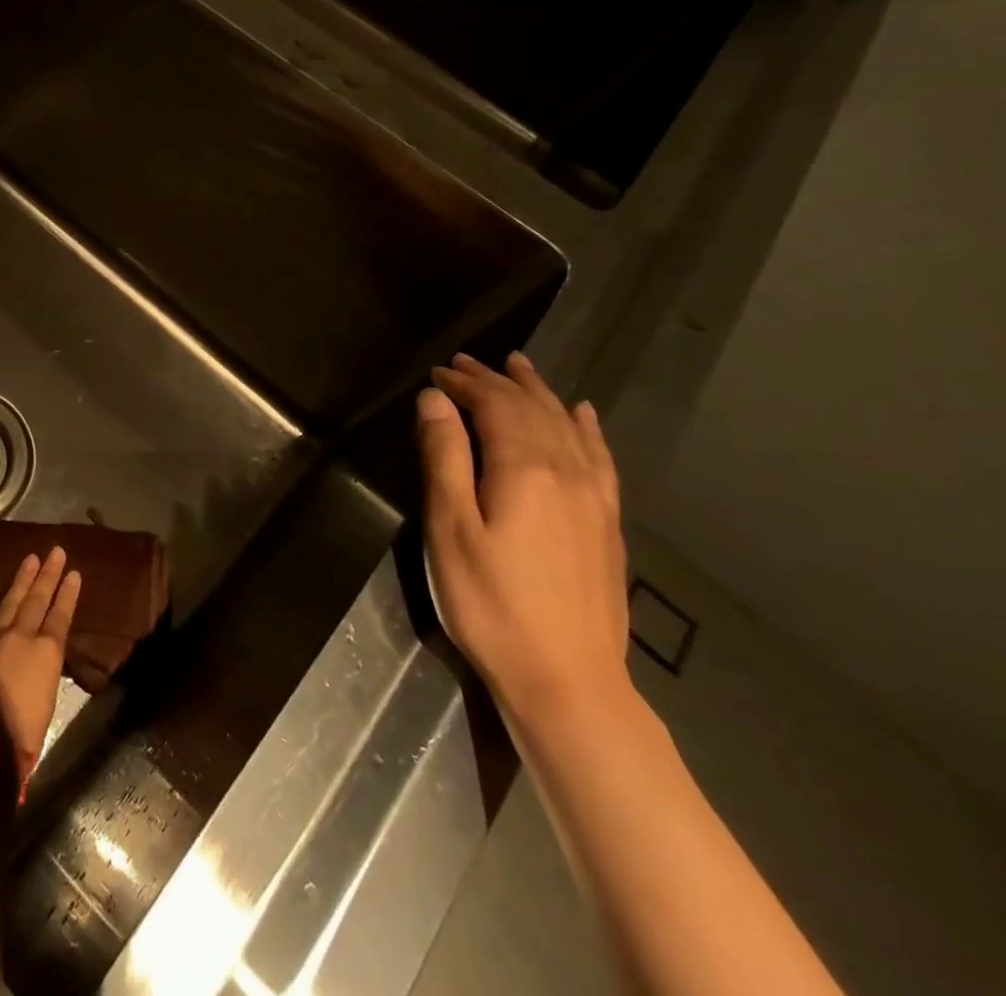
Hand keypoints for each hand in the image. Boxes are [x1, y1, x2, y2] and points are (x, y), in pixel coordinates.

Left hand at [0, 547, 80, 793]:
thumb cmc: (23, 732)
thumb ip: (44, 673)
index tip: (74, 572)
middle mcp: (22, 637)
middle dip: (48, 575)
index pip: (61, 616)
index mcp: (46, 653)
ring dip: (21, 579)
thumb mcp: (48, 701)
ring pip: (10, 601)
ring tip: (30, 558)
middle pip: (37, 600)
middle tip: (55, 551)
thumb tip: (41, 661)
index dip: (68, 594)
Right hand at [418, 352, 629, 727]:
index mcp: (523, 469)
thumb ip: (444, 457)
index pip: (496, 405)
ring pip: (567, 426)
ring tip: (520, 366)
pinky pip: (600, 458)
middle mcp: (565, 471)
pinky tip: (583, 414)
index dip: (466, 383)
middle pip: (532, 408)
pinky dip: (587, 428)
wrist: (567, 680)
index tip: (438, 371)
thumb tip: (435, 399)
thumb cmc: (490, 602)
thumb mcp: (450, 528)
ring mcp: (593, 498)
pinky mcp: (606, 523)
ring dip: (539, 392)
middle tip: (466, 362)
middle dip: (497, 380)